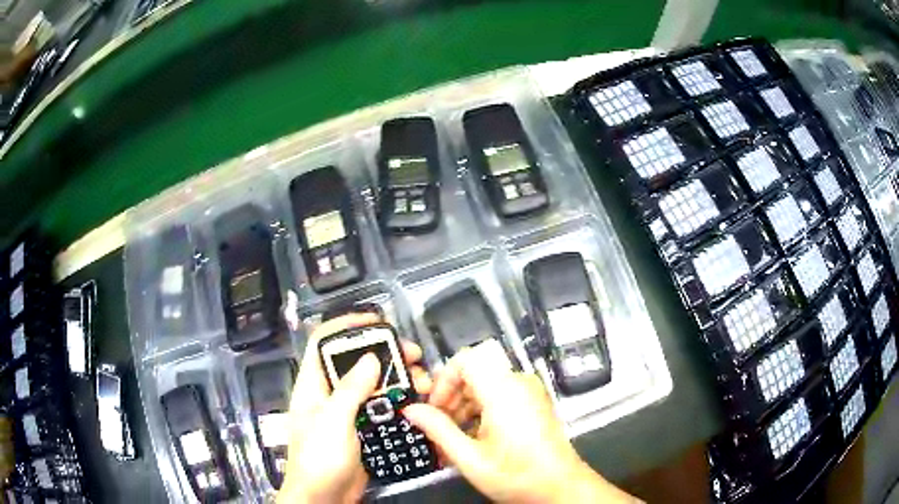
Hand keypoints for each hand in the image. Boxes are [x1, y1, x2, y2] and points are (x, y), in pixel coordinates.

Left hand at [277, 313, 430, 503]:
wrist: (324, 497)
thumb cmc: (319, 458)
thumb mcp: (333, 421)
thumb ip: (351, 389)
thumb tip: (371, 357)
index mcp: (313, 384)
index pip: (324, 342)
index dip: (347, 325)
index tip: (378, 321)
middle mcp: (330, 392)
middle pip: (356, 360)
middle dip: (385, 353)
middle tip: (414, 355)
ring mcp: (348, 411)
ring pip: (374, 384)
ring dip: (398, 378)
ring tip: (423, 380)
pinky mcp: (364, 428)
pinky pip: (383, 406)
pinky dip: (400, 400)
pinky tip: (418, 400)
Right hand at [403, 348, 638, 503]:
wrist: (560, 487)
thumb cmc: (517, 475)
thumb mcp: (470, 458)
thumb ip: (438, 430)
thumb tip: (411, 410)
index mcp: (504, 391)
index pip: (466, 359)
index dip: (443, 379)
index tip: (434, 406)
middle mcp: (519, 383)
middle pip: (475, 372)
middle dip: (451, 396)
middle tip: (438, 425)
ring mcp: (530, 391)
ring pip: (486, 383)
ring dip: (465, 404)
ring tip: (454, 436)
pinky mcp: (534, 402)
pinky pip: (500, 393)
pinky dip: (482, 408)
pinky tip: (475, 436)